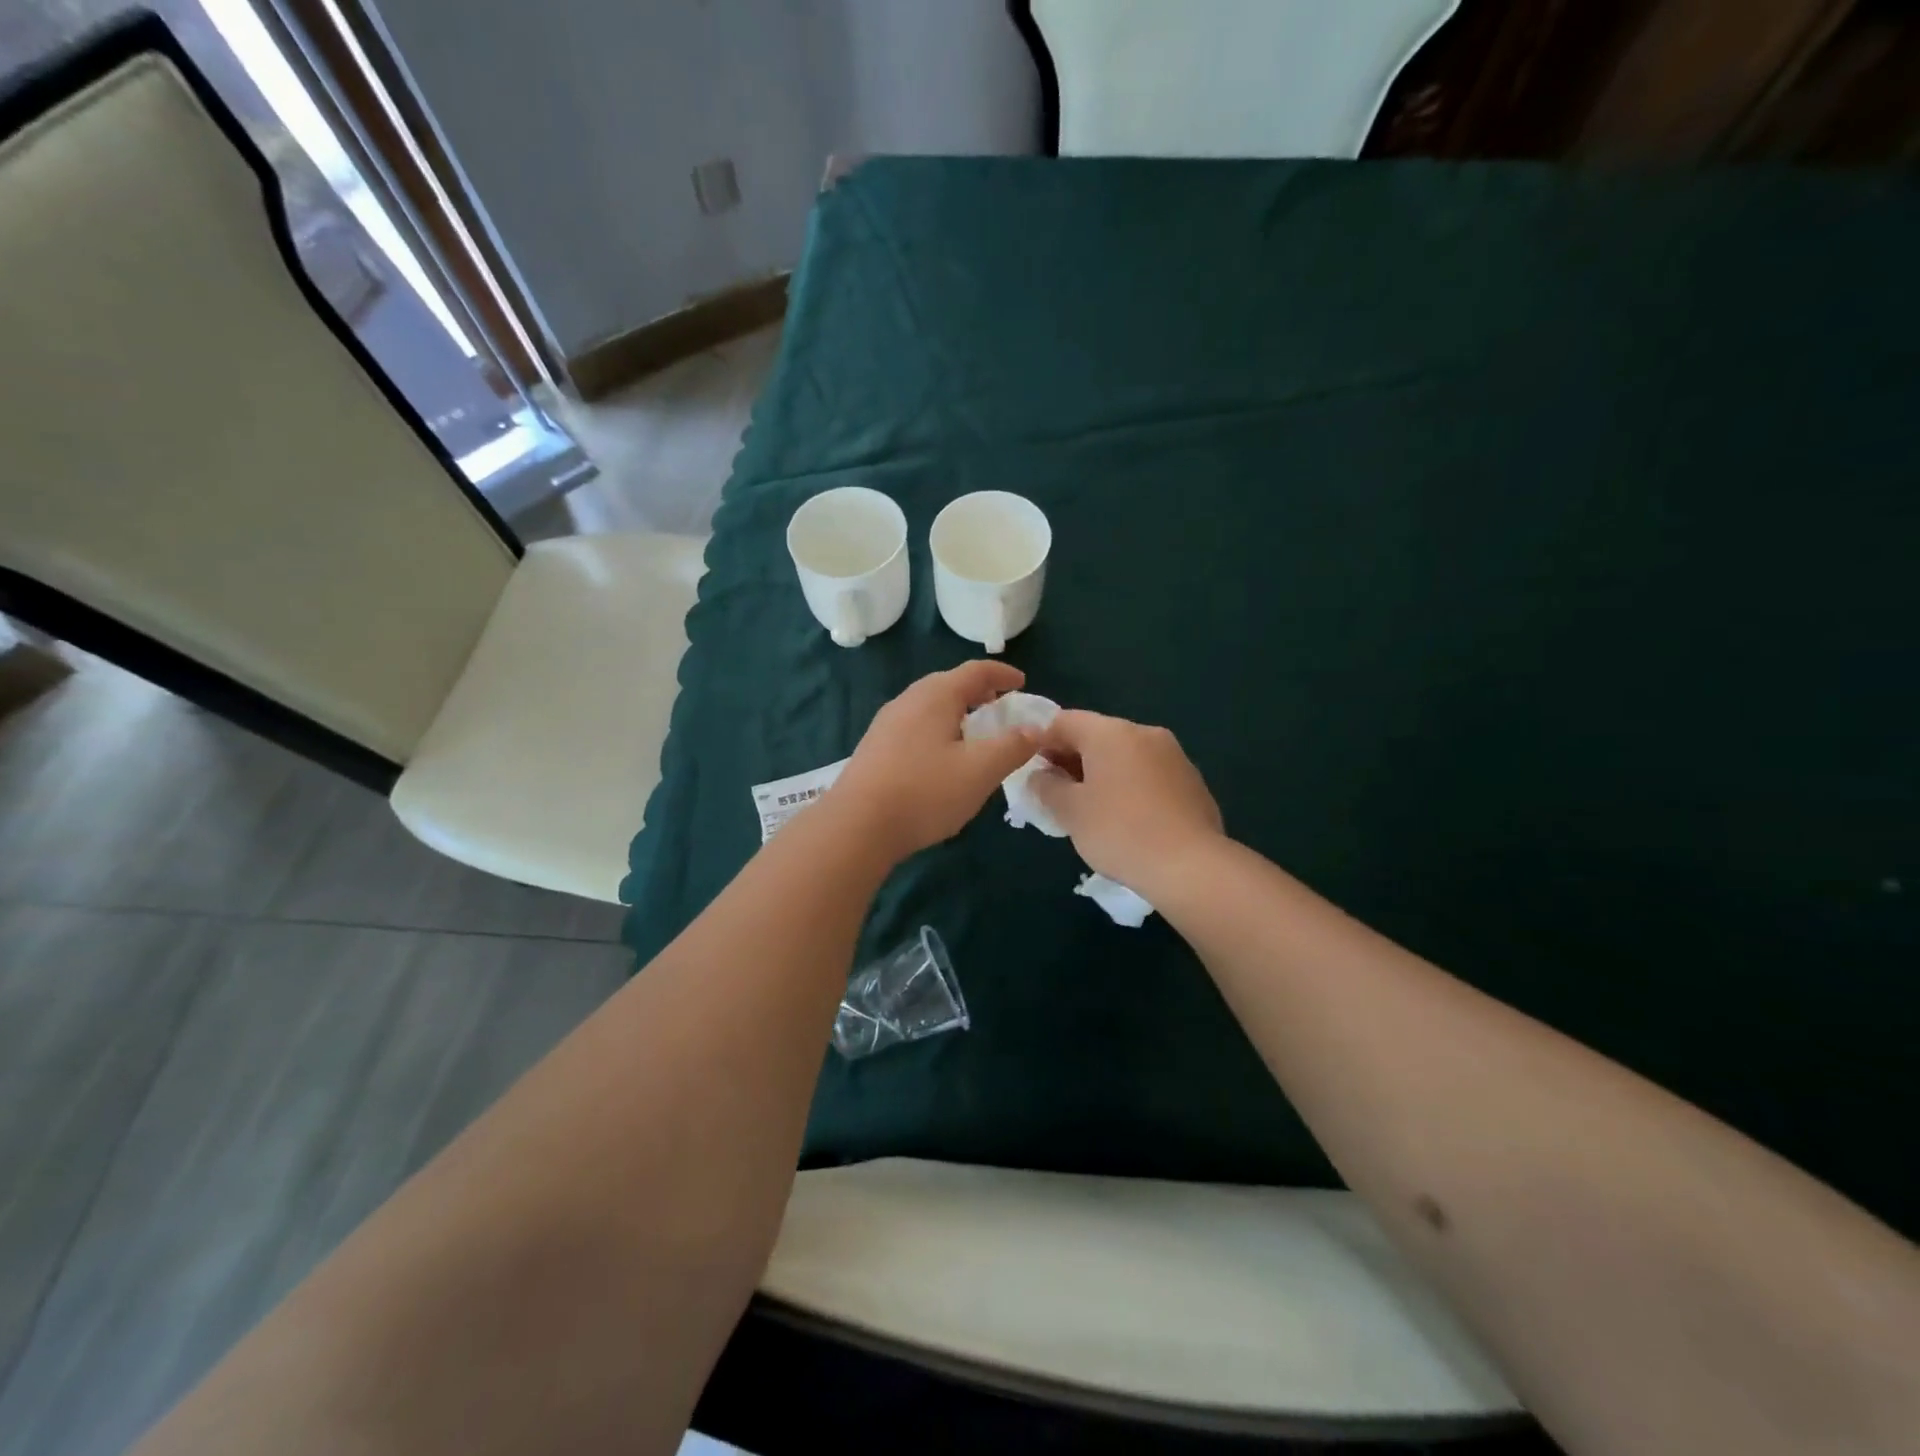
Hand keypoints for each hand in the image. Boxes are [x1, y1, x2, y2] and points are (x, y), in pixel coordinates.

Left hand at [828, 662, 1041, 861]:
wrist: (857, 826)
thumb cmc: (926, 791)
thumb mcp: (981, 770)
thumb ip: (1013, 746)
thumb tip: (1036, 728)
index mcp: (935, 696)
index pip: (975, 671)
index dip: (1002, 674)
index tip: (1021, 683)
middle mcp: (908, 701)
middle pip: (949, 685)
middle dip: (979, 693)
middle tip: (1001, 709)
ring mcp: (886, 724)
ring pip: (930, 707)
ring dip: (957, 713)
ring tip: (975, 736)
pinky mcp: (875, 748)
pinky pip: (915, 727)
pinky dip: (938, 731)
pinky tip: (943, 760)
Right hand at [1029, 710, 1224, 895]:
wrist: (1191, 866)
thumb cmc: (1120, 832)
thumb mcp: (1070, 811)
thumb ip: (1046, 787)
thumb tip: (1040, 776)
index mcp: (1111, 732)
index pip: (1064, 721)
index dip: (1040, 740)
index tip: (1027, 766)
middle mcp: (1144, 733)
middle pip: (1097, 735)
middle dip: (1071, 758)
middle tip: (1053, 791)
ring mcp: (1174, 756)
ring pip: (1125, 755)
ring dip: (1101, 773)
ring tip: (1088, 808)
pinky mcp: (1192, 781)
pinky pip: (1148, 774)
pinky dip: (1129, 786)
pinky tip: (1125, 819)